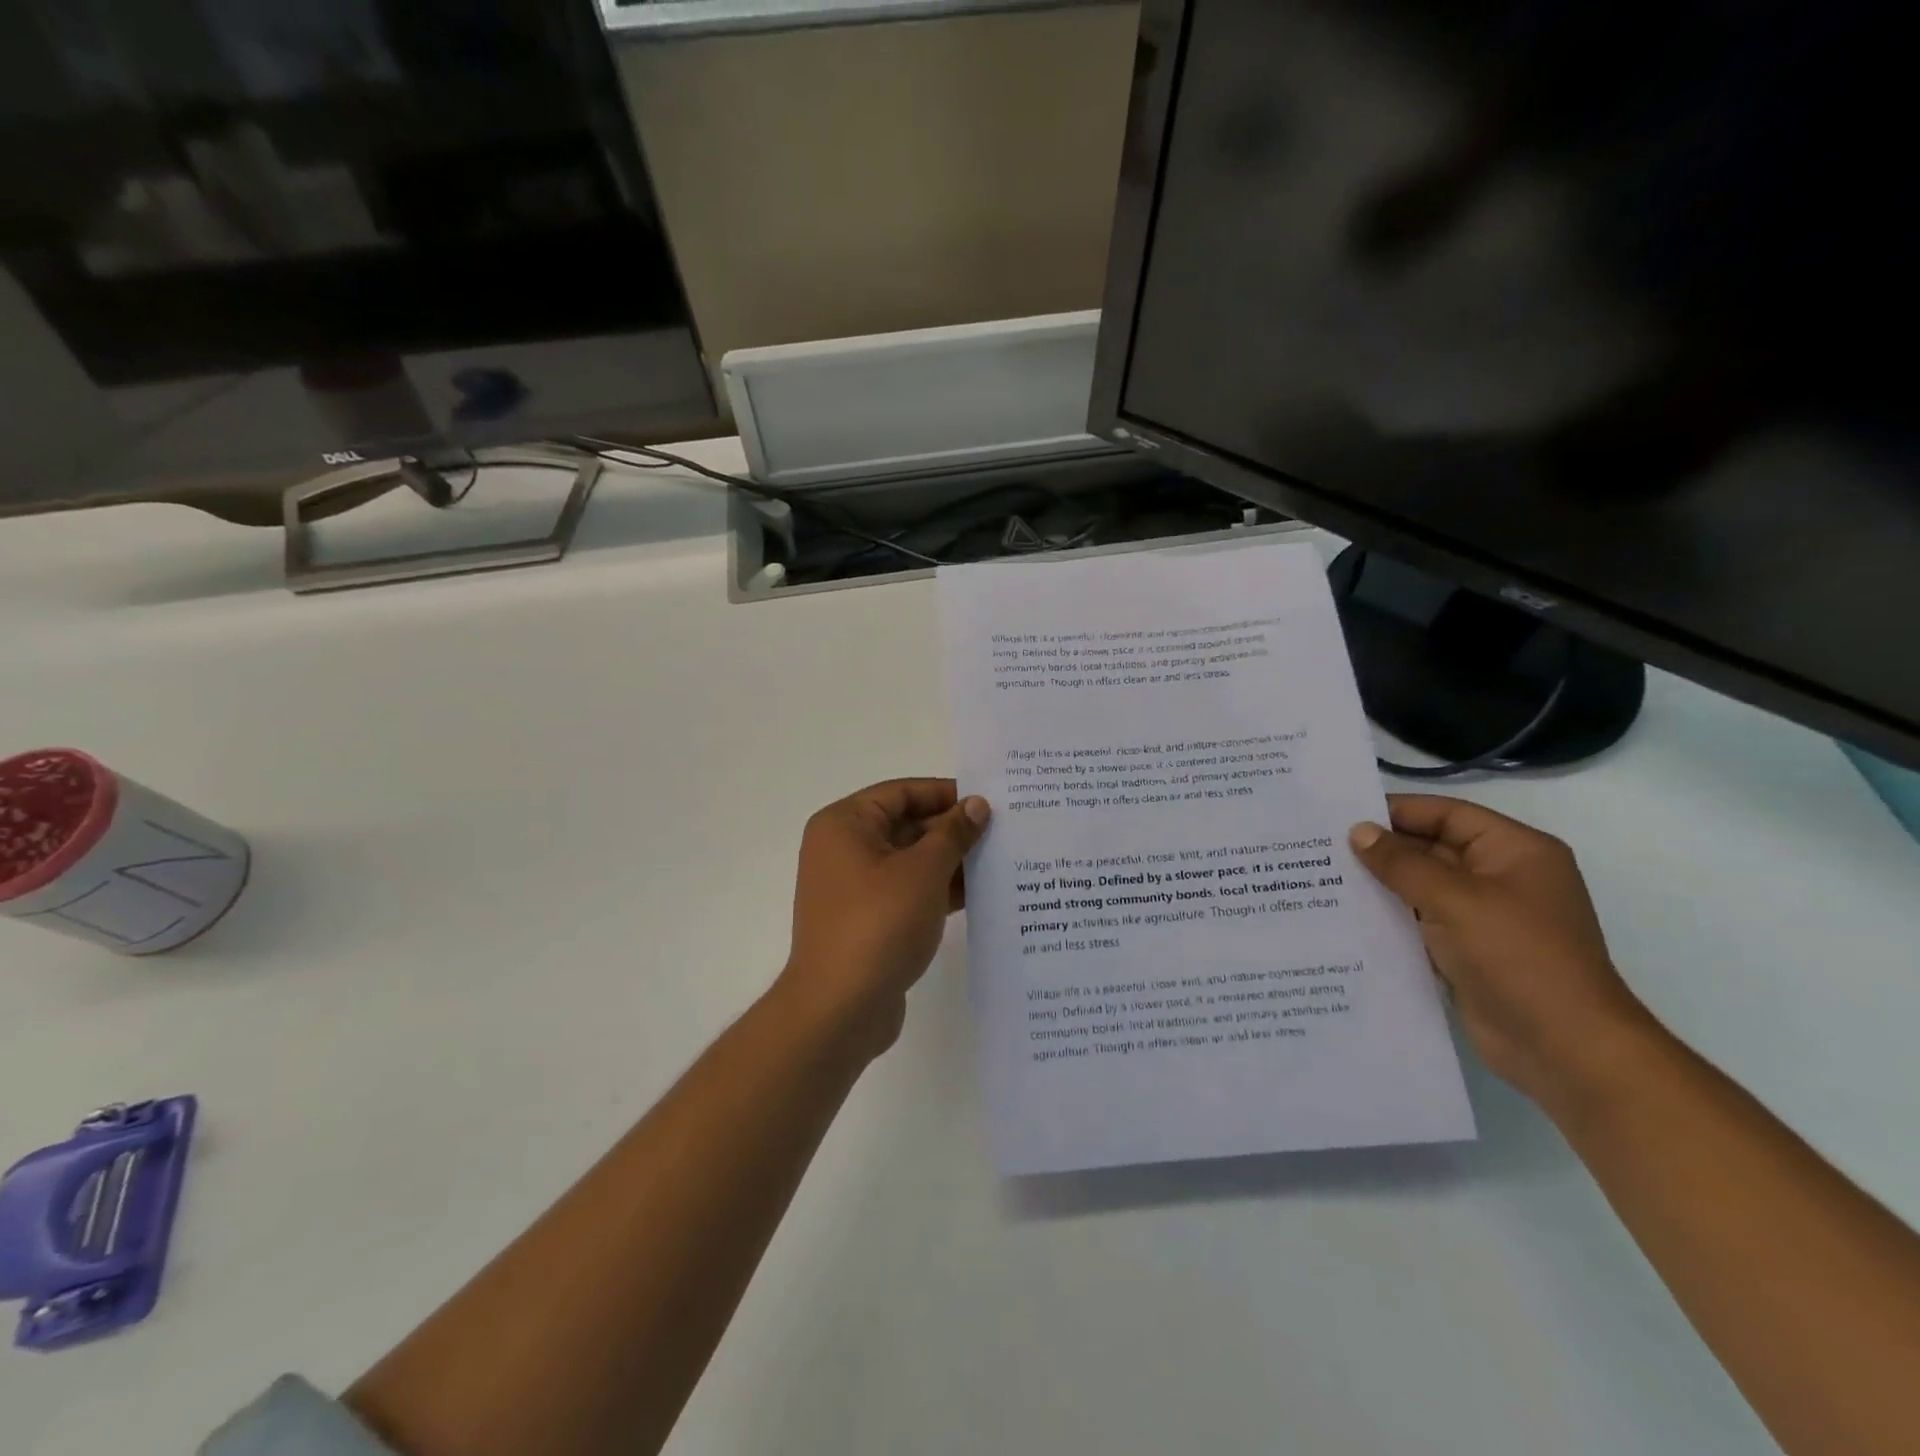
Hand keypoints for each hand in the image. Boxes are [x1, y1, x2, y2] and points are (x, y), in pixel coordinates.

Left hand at [780, 779, 990, 1057]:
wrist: (839, 1009)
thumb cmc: (879, 925)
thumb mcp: (923, 871)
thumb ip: (953, 833)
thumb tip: (977, 804)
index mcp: (845, 824)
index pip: (902, 793)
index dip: (946, 793)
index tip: (990, 800)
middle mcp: (844, 849)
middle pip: (906, 825)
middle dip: (953, 830)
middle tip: (1005, 830)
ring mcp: (855, 887)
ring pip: (911, 861)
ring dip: (951, 861)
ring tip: (1003, 860)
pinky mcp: (868, 920)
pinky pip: (909, 892)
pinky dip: (939, 890)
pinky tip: (982, 894)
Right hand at [1349, 795, 1660, 1113]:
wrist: (1564, 1049)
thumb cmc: (1517, 957)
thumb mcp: (1455, 899)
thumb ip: (1401, 863)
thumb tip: (1358, 832)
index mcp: (1514, 851)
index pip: (1446, 814)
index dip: (1395, 811)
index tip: (1340, 815)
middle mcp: (1500, 877)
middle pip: (1431, 848)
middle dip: (1381, 849)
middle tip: (1320, 846)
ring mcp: (1484, 917)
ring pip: (1421, 887)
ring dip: (1379, 884)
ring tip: (1321, 877)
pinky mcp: (1467, 951)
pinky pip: (1420, 921)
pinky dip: (1388, 917)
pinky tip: (1345, 916)